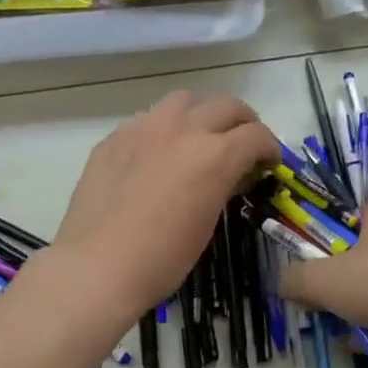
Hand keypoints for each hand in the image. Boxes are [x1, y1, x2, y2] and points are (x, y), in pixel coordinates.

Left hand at [54, 90, 278, 316]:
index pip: (256, 135)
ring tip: (199, 138)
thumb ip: (222, 185)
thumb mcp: (208, 222)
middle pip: (226, 106)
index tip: (269, 162)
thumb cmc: (162, 259)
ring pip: (184, 100)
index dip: (270, 148)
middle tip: (244, 145)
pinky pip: (147, 120)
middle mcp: (182, 129)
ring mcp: (143, 128)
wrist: (97, 268)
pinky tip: (157, 156)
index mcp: (214, 155)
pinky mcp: (114, 138)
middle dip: (244, 123)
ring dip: (201, 114)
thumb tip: (227, 175)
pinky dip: (163, 130)